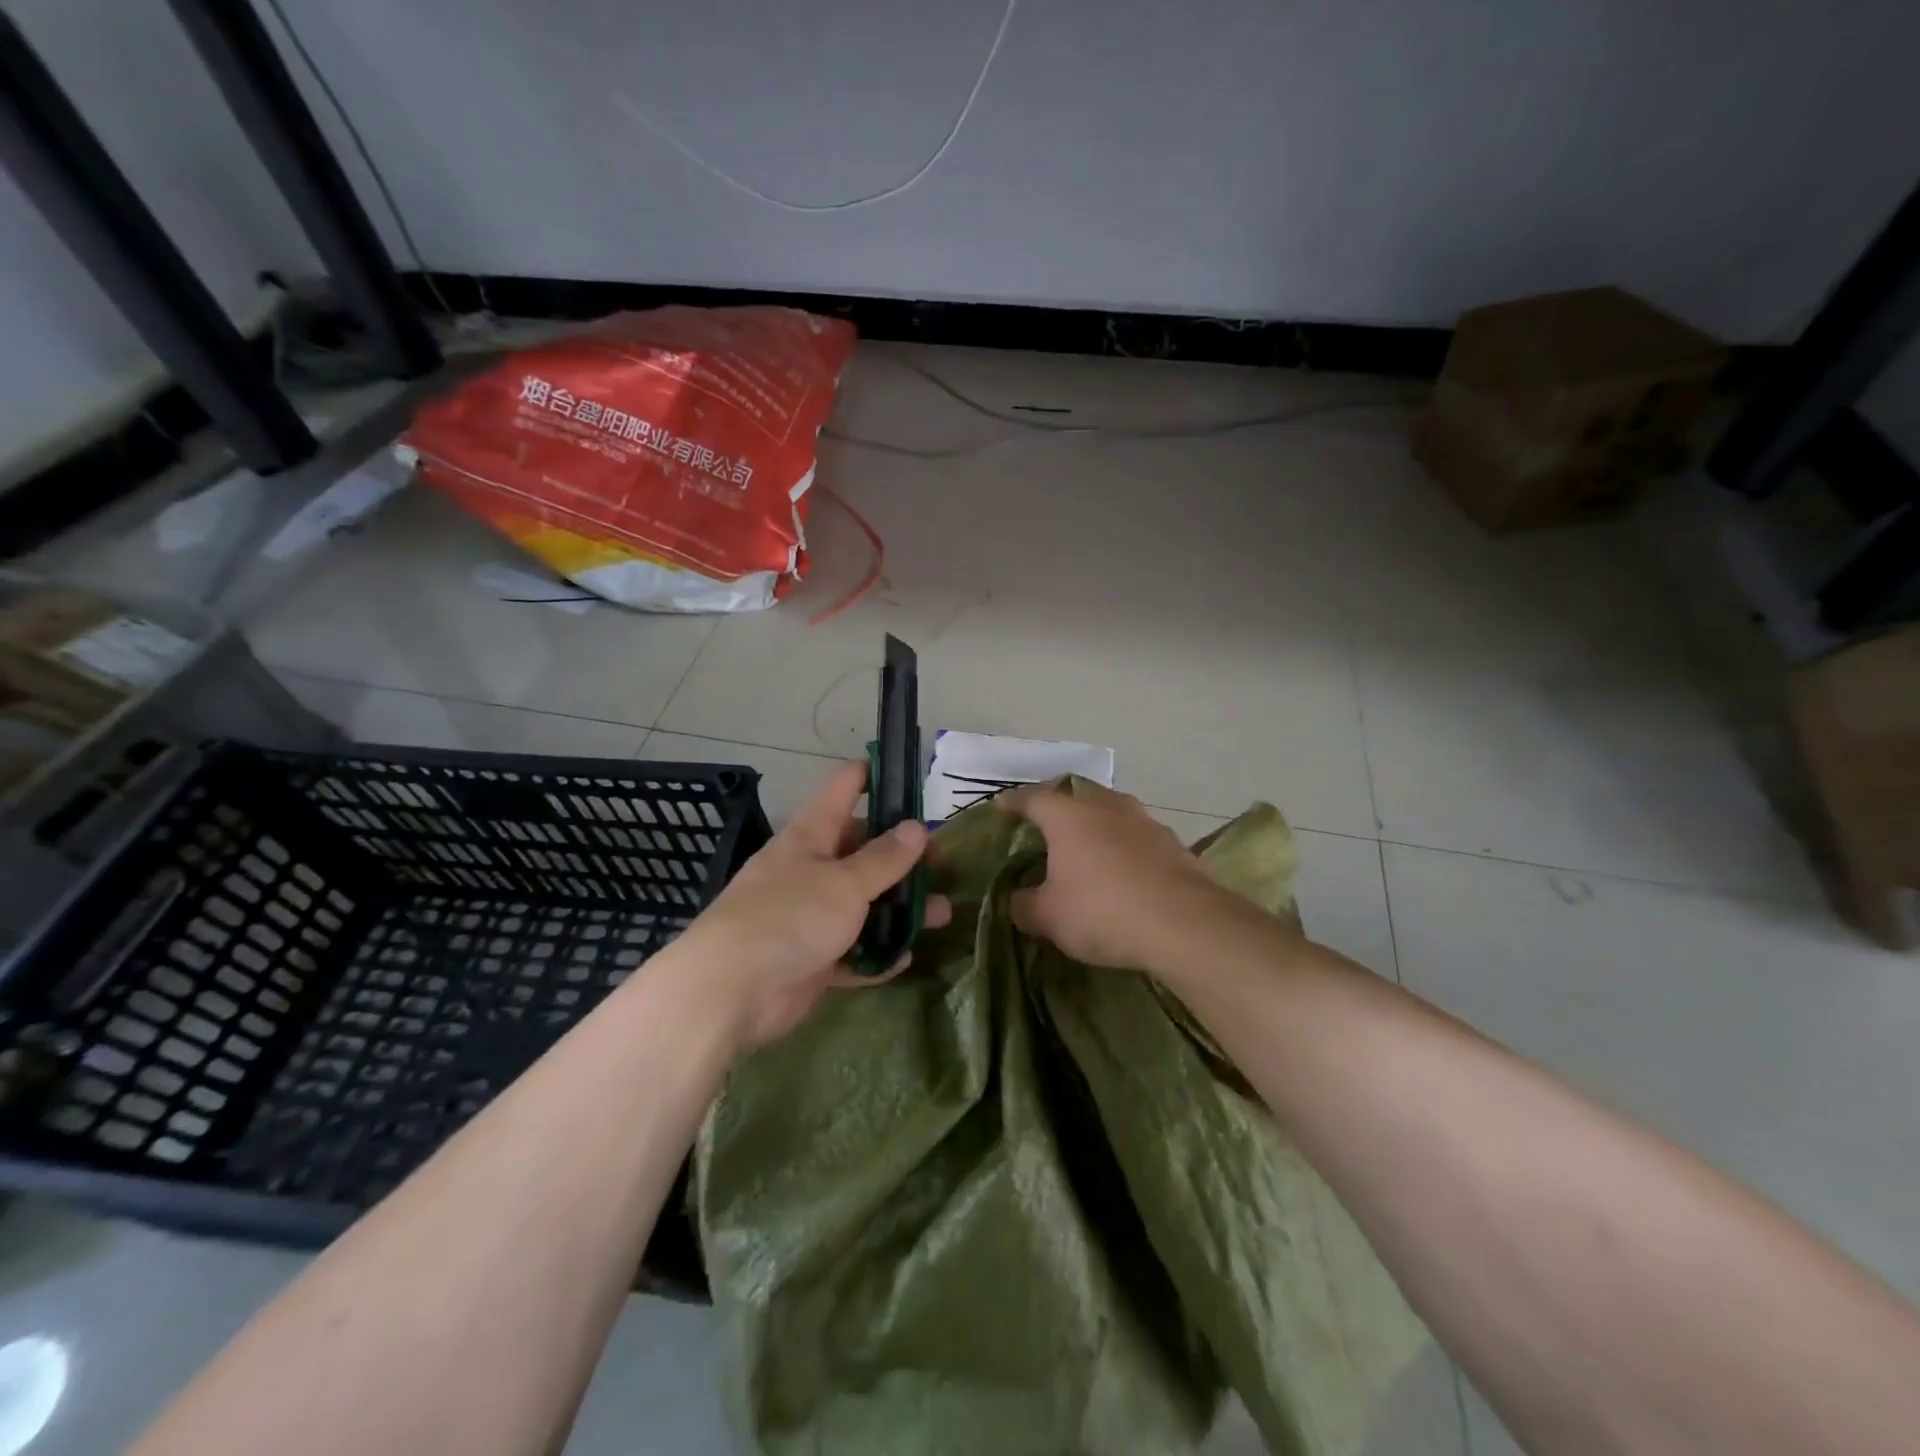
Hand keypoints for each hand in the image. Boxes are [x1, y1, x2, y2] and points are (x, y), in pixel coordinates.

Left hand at [669, 760, 950, 1049]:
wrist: (729, 991)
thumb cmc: (789, 917)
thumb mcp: (845, 883)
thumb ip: (884, 858)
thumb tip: (916, 826)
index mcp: (811, 835)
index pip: (844, 788)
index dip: (874, 775)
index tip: (910, 775)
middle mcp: (809, 868)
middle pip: (861, 850)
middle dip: (902, 856)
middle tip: (942, 863)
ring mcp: (809, 915)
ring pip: (863, 903)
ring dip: (898, 909)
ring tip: (941, 915)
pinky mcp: (810, 958)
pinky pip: (852, 950)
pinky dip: (876, 953)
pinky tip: (905, 958)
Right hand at [1001, 781, 1243, 975]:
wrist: (1184, 924)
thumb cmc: (1102, 911)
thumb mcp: (1049, 917)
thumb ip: (1025, 905)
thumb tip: (1018, 900)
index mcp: (1069, 816)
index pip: (1033, 798)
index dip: (1014, 802)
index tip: (1002, 807)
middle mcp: (1107, 807)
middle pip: (1077, 798)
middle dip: (1061, 810)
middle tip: (1047, 829)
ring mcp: (1145, 823)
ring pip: (1113, 815)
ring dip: (1098, 829)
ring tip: (1088, 851)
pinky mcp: (1175, 845)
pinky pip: (1139, 840)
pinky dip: (1126, 851)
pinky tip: (1125, 874)